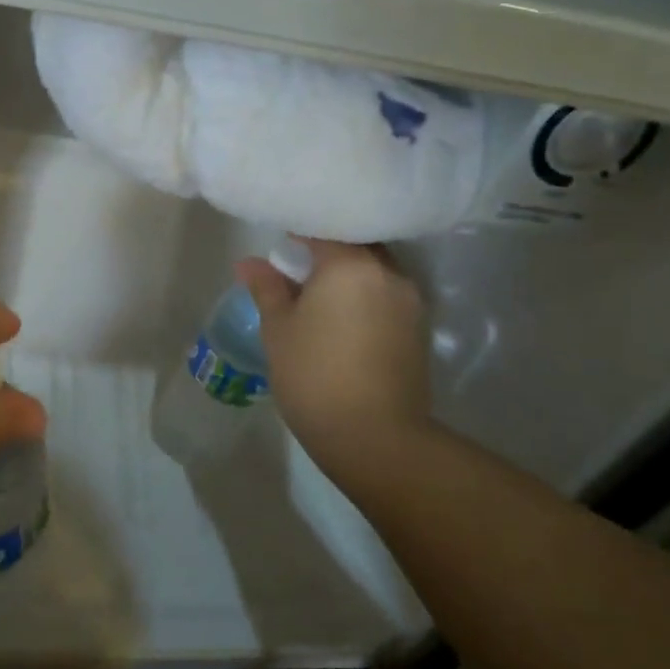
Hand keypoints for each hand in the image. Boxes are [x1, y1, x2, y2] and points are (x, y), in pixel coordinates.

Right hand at [237, 241, 431, 486]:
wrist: (374, 437)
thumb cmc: (314, 376)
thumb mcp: (279, 330)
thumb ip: (267, 289)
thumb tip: (250, 263)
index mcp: (351, 265)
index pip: (325, 231)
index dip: (300, 235)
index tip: (282, 247)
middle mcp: (388, 273)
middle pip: (357, 247)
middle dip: (329, 252)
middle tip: (300, 271)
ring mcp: (410, 302)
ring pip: (376, 272)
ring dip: (351, 277)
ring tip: (322, 298)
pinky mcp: (419, 330)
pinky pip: (388, 297)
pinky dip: (367, 298)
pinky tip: (345, 322)